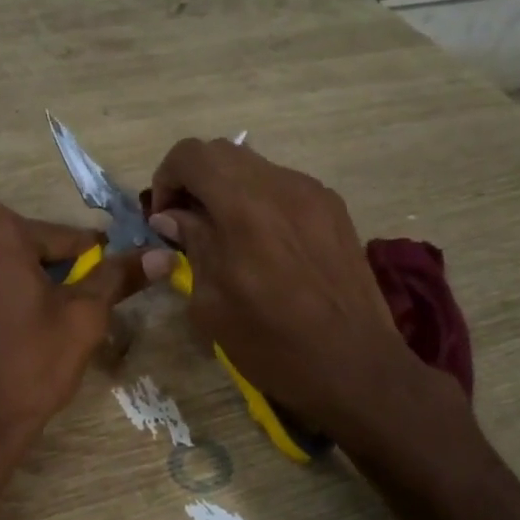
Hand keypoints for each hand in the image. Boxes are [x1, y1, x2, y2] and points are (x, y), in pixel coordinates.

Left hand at [0, 205, 144, 458]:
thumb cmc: (29, 368)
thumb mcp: (83, 320)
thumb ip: (116, 277)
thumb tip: (159, 253)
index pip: (54, 238)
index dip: (81, 261)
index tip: (94, 281)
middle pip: (4, 251)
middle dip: (28, 275)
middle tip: (47, 316)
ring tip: (3, 335)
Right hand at [142, 139, 424, 439]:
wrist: (355, 365)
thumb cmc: (272, 344)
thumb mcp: (212, 304)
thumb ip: (192, 246)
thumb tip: (172, 217)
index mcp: (244, 207)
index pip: (191, 154)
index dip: (166, 178)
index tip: (164, 218)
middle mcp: (282, 186)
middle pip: (224, 153)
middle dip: (195, 181)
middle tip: (188, 224)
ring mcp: (315, 194)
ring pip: (257, 169)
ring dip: (230, 191)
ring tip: (227, 237)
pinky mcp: (336, 210)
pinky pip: (286, 188)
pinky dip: (262, 203)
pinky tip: (265, 246)